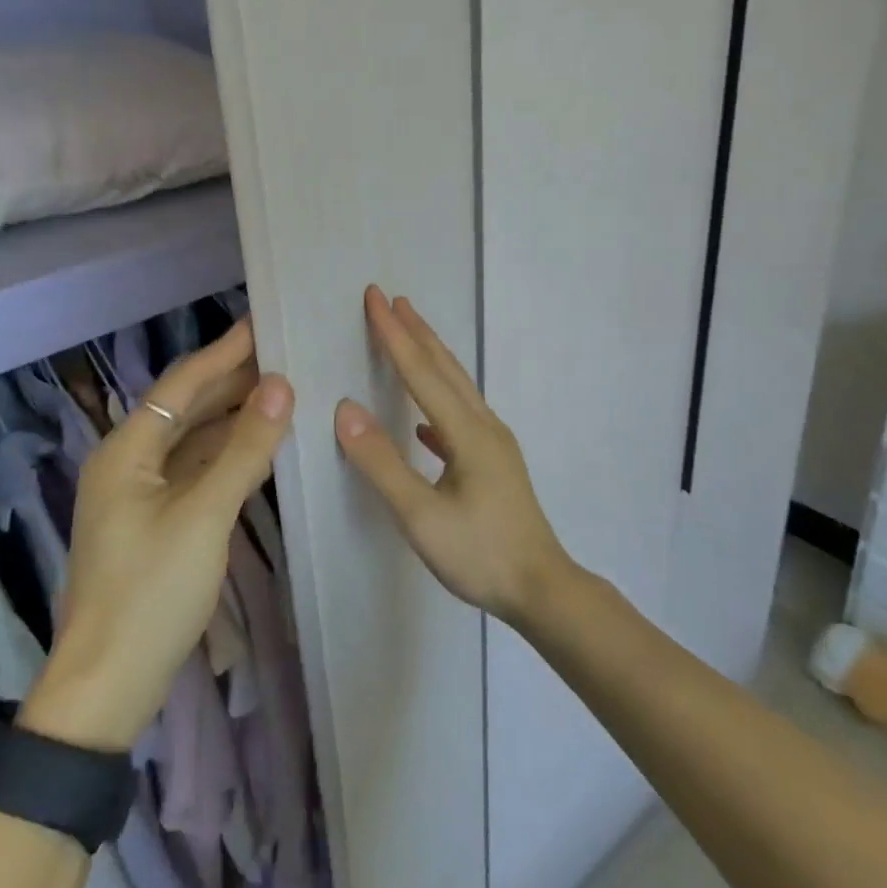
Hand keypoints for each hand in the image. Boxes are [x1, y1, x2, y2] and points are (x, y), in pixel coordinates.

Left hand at [21, 320, 293, 749]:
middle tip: (284, 354)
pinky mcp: (153, 522)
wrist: (107, 686)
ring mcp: (139, 494)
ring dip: (233, 417)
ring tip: (281, 392)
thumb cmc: (151, 593)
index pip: (182, 384)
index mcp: (126, 450)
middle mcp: (127, 462)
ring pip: (192, 441)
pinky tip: (260, 446)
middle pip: (186, 408)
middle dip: (232, 381)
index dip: (224, 352)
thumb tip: (281, 386)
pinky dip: (226, 455)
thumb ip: (244, 449)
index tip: (263, 322)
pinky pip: (194, 471)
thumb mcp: (204, 516)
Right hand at [335, 286, 572, 625]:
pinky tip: (424, 421)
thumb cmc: (479, 554)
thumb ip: (381, 462)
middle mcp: (484, 426)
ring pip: (457, 387)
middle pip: (445, 368)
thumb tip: (345, 409)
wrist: (541, 589)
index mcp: (467, 432)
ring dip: (430, 358)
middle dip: (416, 332)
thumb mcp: (420, 516)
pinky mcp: (494, 462)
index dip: (395, 335)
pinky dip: (437, 401)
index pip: (421, 372)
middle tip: (392, 299)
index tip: (375, 298)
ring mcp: (493, 444)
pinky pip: (460, 416)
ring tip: (408, 338)